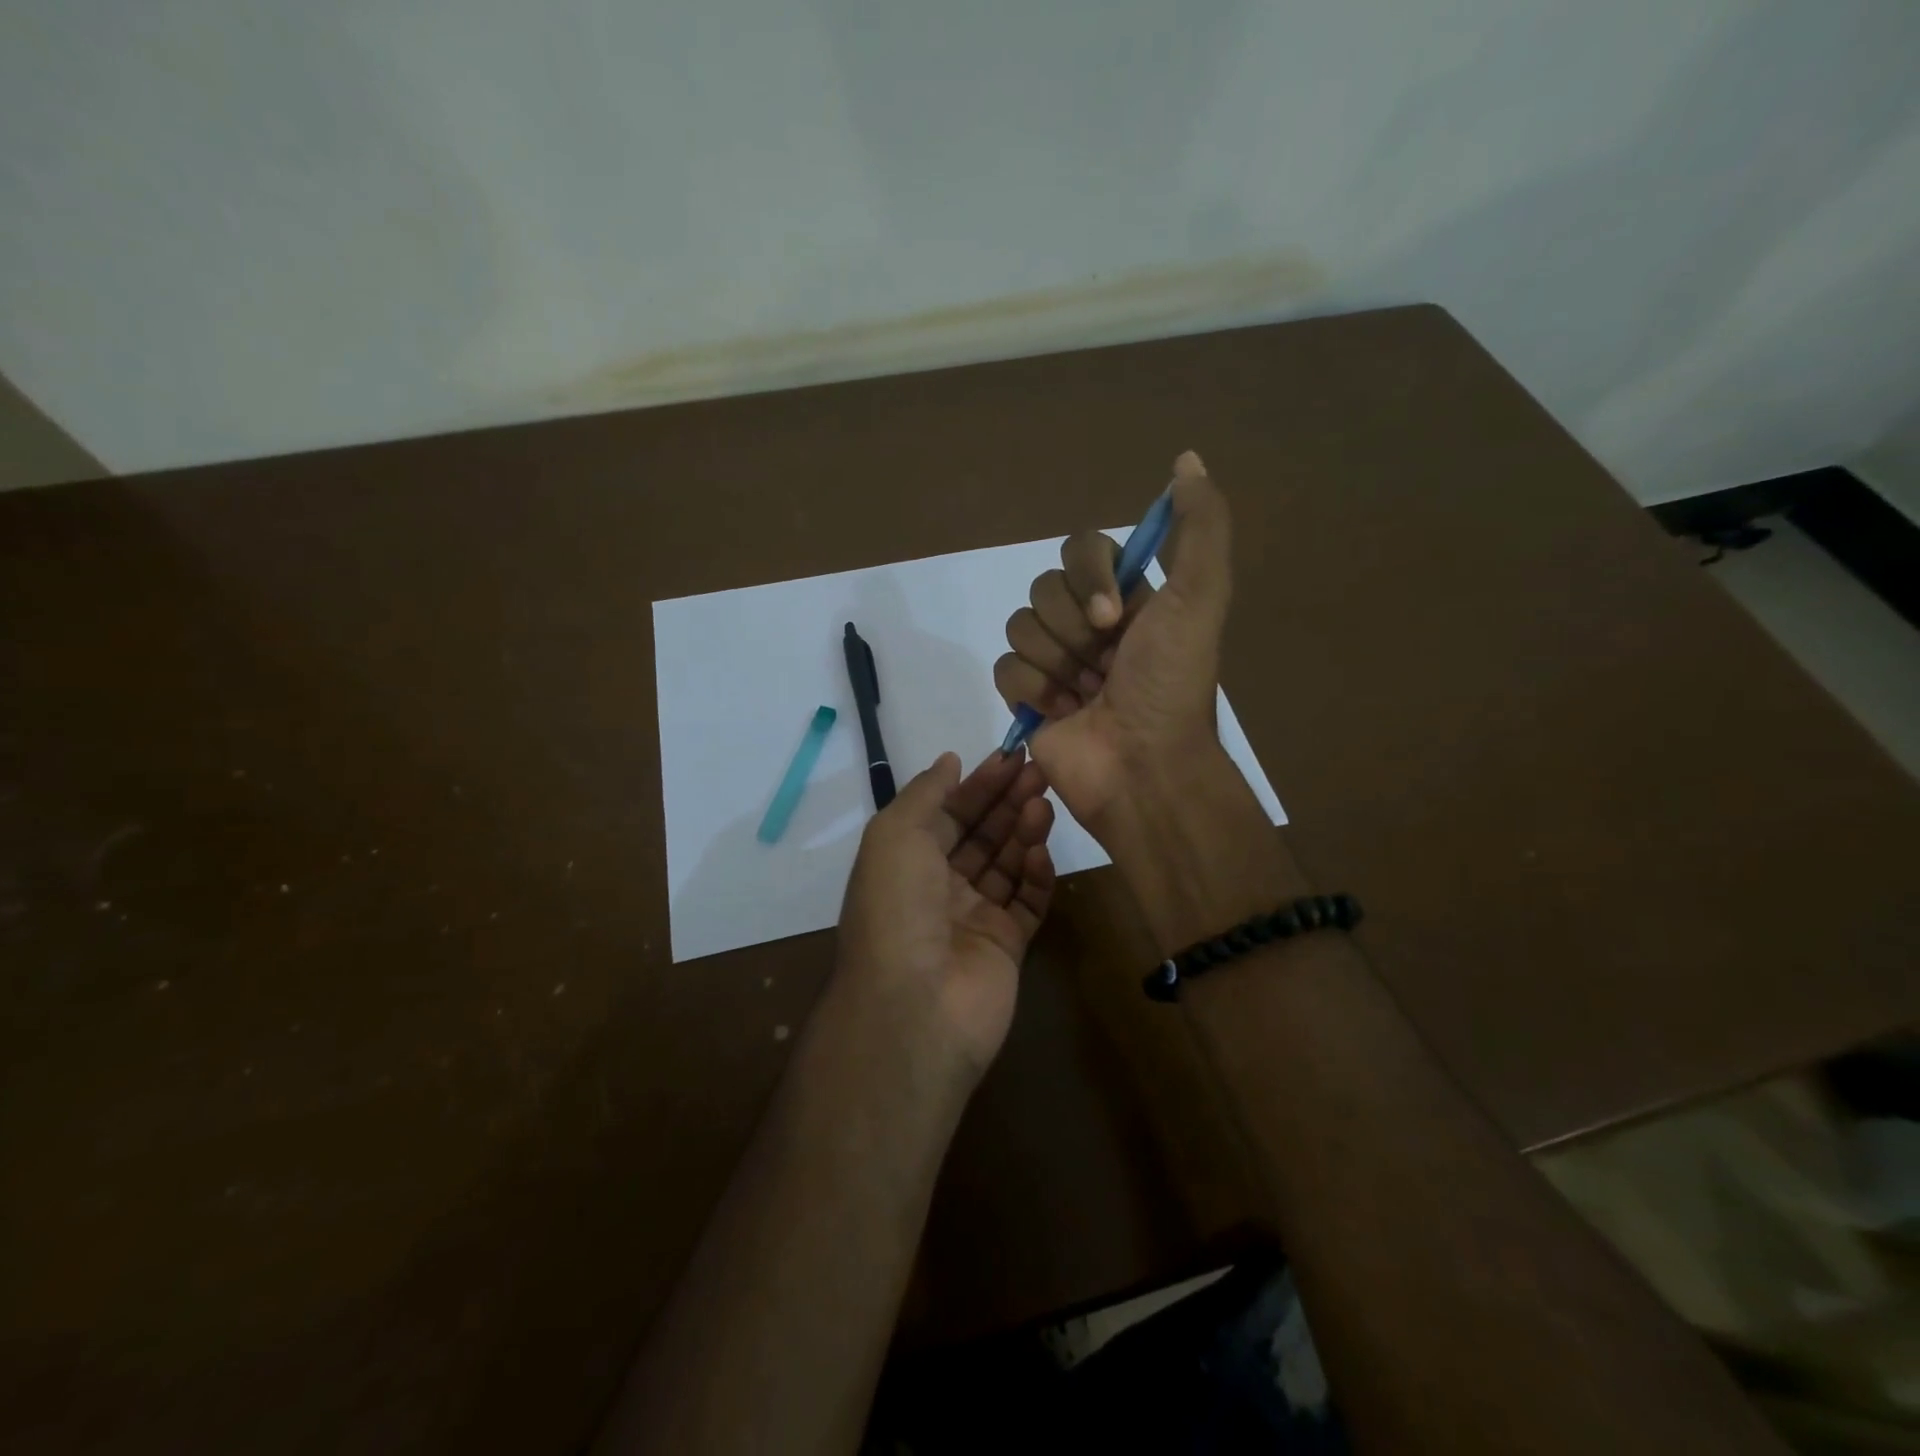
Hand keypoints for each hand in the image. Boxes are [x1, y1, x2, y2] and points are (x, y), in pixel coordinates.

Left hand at [834, 749, 1055, 1079]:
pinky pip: (1027, 902)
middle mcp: (939, 887)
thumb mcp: (895, 835)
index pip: (949, 813)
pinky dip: (1036, 875)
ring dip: (1024, 831)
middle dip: (1007, 801)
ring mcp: (974, 918)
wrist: (915, 1005)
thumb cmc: (897, 907)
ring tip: (1044, 803)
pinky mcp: (1006, 946)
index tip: (1012, 756)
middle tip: (1040, 772)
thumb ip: (926, 794)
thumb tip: (949, 761)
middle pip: (981, 835)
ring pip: (1006, 864)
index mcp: (907, 861)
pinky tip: (1042, 851)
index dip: (978, 784)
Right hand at [993, 450, 1232, 829]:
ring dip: (1057, 664)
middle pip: (1044, 588)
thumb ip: (1199, 528)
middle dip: (1075, 631)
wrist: (1143, 768)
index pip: (1081, 549)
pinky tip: (1062, 713)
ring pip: (1020, 626)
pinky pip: (1004, 667)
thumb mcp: (1200, 599)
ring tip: (1087, 695)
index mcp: (1128, 598)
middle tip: (1105, 665)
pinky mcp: (1026, 697)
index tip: (1115, 618)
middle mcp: (1089, 623)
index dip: (1089, 578)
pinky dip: (1033, 691)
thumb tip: (1187, 458)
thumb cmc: (1170, 686)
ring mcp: (1055, 661)